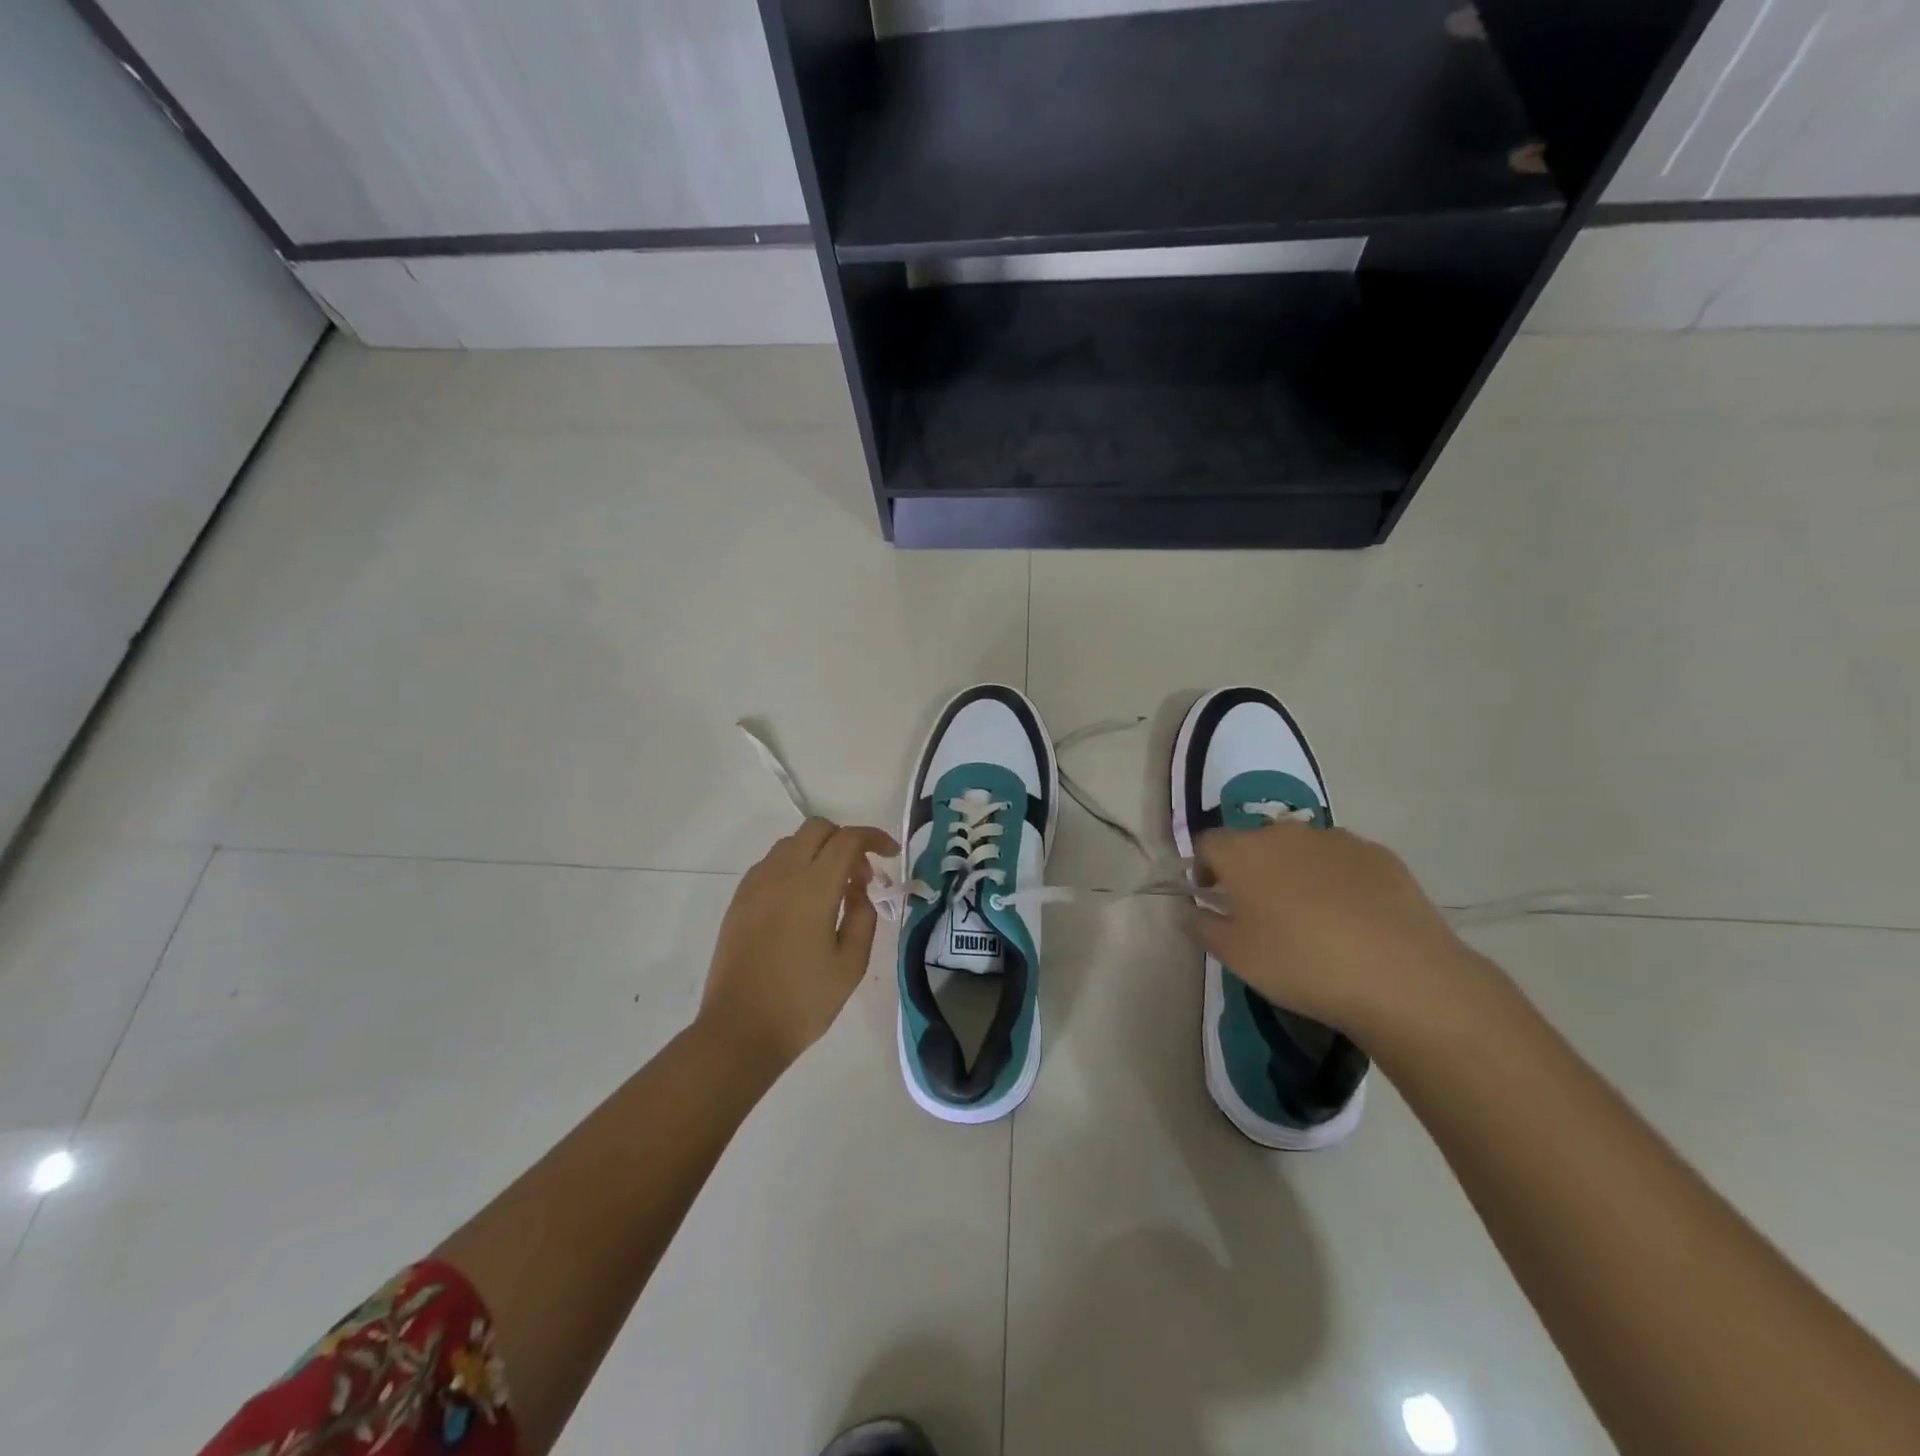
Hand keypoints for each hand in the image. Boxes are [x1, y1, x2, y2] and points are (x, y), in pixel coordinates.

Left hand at [699, 818, 897, 1070]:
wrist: (740, 1030)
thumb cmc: (803, 1001)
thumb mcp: (851, 963)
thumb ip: (863, 915)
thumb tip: (858, 887)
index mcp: (813, 887)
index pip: (847, 840)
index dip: (874, 839)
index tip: (891, 854)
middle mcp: (781, 874)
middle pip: (816, 829)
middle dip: (845, 840)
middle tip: (860, 876)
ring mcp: (755, 885)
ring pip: (791, 843)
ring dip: (817, 852)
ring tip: (832, 890)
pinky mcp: (739, 900)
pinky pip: (771, 864)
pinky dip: (794, 867)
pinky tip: (802, 903)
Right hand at [1182, 820, 1491, 1041]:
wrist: (1401, 976)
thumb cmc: (1300, 964)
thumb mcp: (1236, 956)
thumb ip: (1203, 926)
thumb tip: (1191, 909)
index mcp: (1243, 852)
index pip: (1207, 843)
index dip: (1203, 867)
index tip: (1212, 897)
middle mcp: (1285, 833)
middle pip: (1255, 842)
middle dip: (1251, 869)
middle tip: (1260, 910)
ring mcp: (1336, 839)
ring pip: (1301, 849)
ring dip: (1294, 872)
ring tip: (1310, 916)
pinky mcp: (1379, 855)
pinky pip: (1343, 861)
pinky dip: (1336, 879)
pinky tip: (1352, 919)